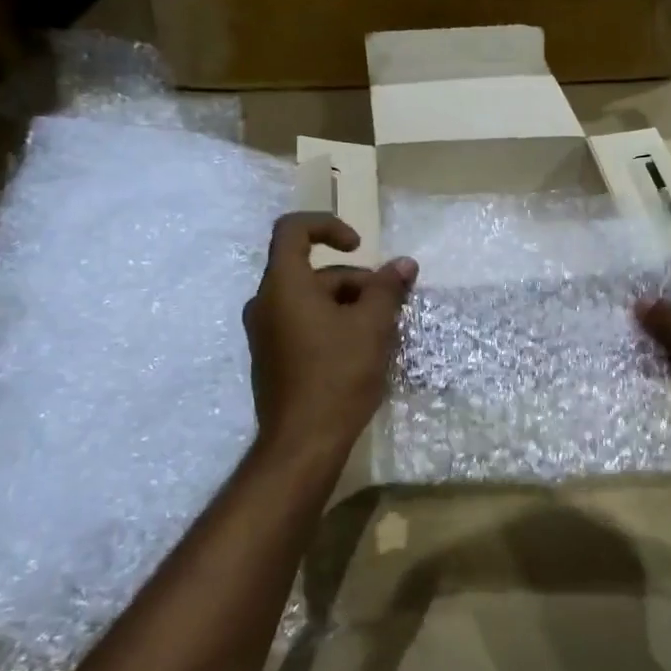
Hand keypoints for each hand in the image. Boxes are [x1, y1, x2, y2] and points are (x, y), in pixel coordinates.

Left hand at [244, 214, 416, 456]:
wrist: (302, 443)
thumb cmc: (337, 376)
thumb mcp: (372, 327)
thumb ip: (387, 288)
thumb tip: (405, 263)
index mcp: (283, 286)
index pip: (293, 230)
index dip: (328, 226)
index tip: (360, 246)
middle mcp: (265, 303)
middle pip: (312, 272)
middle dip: (356, 280)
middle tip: (390, 305)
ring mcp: (265, 333)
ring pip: (310, 300)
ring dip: (348, 304)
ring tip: (382, 331)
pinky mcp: (272, 358)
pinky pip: (303, 324)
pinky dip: (332, 324)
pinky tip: (361, 351)